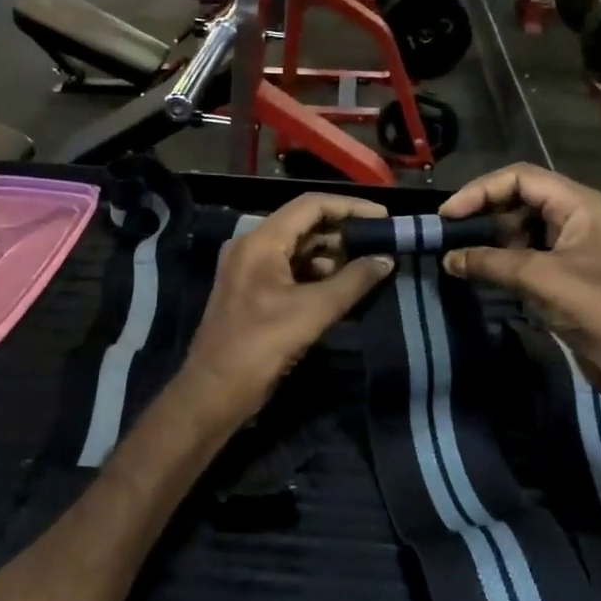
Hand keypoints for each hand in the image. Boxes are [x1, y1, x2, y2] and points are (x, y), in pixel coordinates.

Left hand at [181, 193, 394, 423]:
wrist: (214, 394)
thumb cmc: (260, 346)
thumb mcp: (312, 312)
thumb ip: (353, 282)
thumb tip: (386, 259)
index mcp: (260, 241)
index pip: (310, 206)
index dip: (349, 207)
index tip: (383, 218)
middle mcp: (252, 248)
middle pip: (304, 225)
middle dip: (343, 234)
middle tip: (381, 245)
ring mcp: (250, 271)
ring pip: (298, 250)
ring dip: (332, 257)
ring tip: (368, 268)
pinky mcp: (253, 294)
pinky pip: (290, 272)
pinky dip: (317, 276)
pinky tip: (344, 289)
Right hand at [439, 164, 600, 388]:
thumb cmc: (594, 307)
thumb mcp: (539, 278)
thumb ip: (490, 263)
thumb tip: (448, 259)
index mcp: (576, 203)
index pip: (520, 177)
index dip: (480, 190)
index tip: (448, 214)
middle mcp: (572, 214)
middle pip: (517, 196)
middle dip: (482, 210)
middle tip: (447, 230)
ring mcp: (566, 242)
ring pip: (517, 224)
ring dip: (488, 234)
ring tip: (456, 249)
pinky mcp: (560, 268)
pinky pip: (522, 250)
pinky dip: (498, 256)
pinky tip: (476, 267)